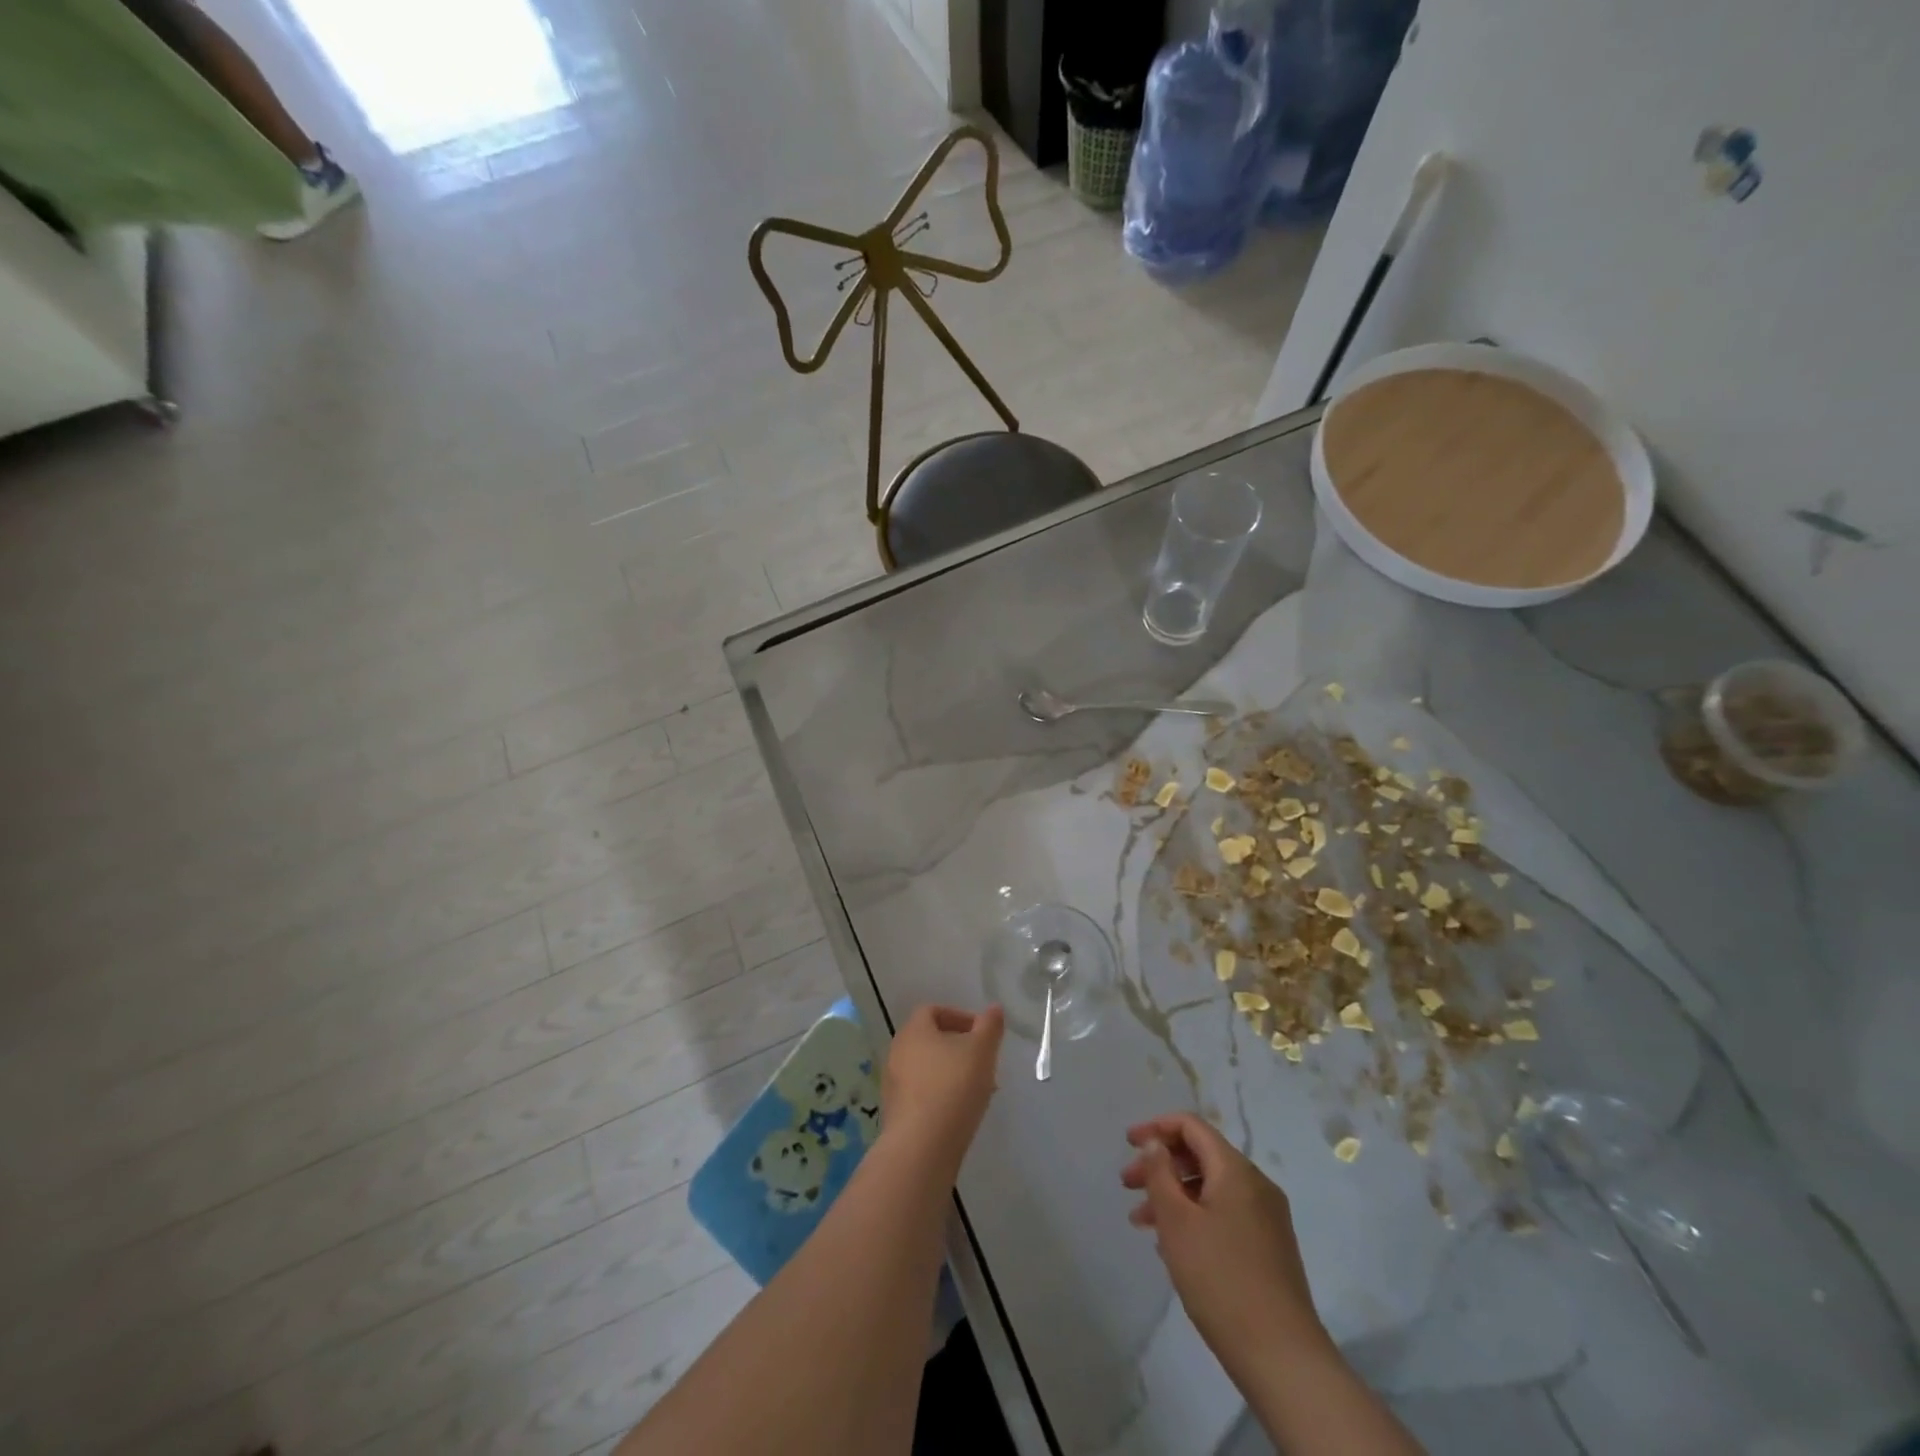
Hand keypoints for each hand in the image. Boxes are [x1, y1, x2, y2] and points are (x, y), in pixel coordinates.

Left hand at [881, 1005, 1004, 1172]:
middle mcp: (897, 1052)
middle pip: (930, 1040)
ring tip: (978, 1091)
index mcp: (914, 1030)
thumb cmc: (953, 1087)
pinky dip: (941, 1096)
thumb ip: (990, 1026)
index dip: (959, 1017)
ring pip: (928, 1069)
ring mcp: (893, 1084)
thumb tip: (994, 1009)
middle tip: (984, 1063)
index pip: (933, 1011)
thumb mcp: (982, 1050)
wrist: (922, 1147)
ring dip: (952, 1073)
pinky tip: (961, 1113)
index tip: (982, 1034)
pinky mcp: (896, 1113)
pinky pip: (922, 1094)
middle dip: (960, 1048)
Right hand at [1121, 1113, 1327, 1372]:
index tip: (1127, 1144)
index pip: (1192, 1126)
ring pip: (1211, 1188)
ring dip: (1174, 1195)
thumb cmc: (1221, 1279)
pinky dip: (1195, 1216)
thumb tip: (1155, 1143)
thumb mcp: (1177, 1222)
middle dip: (1161, 1165)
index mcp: (1236, 1170)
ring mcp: (1267, 1218)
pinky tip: (1174, 1246)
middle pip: (1201, 1156)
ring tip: (1142, 1223)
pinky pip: (1225, 1214)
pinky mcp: (1270, 1248)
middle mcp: (1256, 1185)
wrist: (1282, 1358)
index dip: (1156, 1128)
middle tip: (1127, 1186)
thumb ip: (1160, 1173)